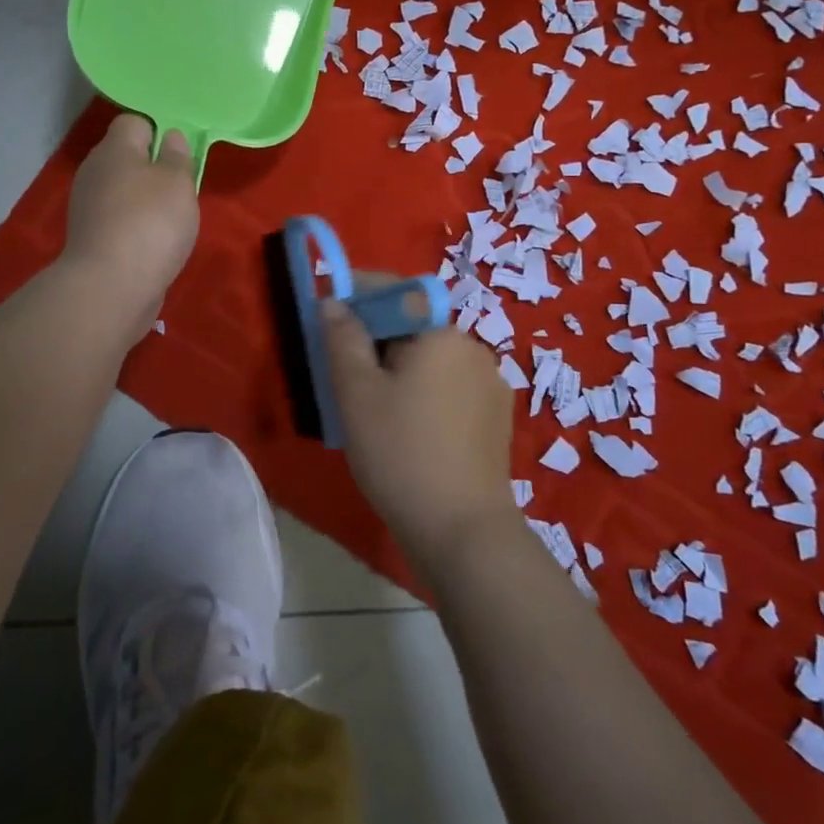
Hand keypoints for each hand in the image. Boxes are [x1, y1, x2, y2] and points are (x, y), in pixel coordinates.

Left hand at [61, 114, 199, 339]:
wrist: (111, 287)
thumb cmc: (151, 223)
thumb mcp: (178, 182)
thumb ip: (177, 156)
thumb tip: (170, 137)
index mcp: (114, 149)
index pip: (134, 122)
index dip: (159, 131)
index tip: (180, 155)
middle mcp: (95, 172)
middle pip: (127, 158)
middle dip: (154, 169)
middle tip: (182, 189)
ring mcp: (88, 207)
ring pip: (123, 191)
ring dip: (146, 201)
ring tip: (172, 221)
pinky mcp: (90, 238)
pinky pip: (118, 220)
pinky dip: (136, 227)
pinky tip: (154, 244)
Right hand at [320, 294, 516, 577]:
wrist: (463, 531)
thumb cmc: (401, 453)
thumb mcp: (357, 393)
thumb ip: (342, 338)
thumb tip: (334, 301)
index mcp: (441, 333)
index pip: (396, 291)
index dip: (358, 295)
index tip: (328, 314)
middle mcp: (473, 348)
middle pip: (414, 326)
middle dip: (376, 339)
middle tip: (343, 373)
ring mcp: (490, 383)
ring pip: (431, 359)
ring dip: (400, 368)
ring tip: (373, 407)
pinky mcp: (495, 417)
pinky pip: (450, 387)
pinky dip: (424, 392)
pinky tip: (408, 429)